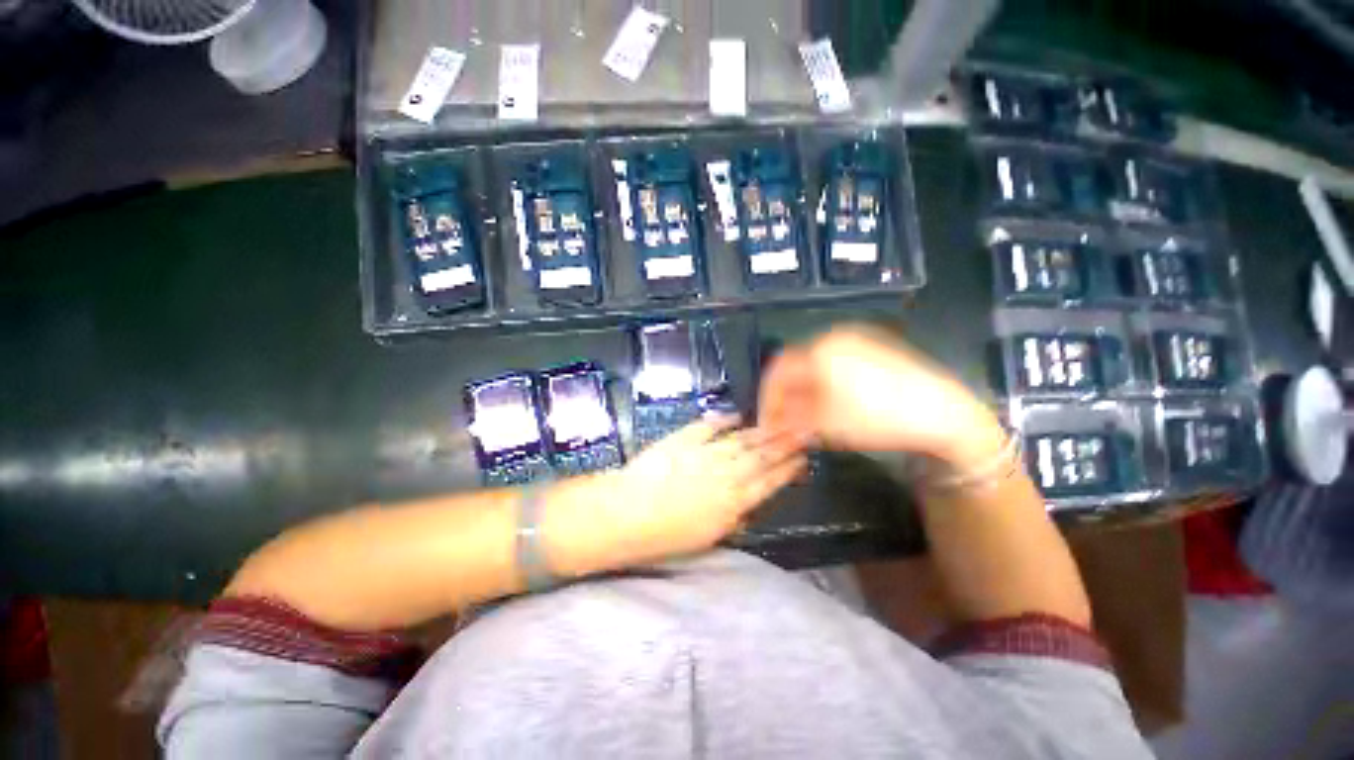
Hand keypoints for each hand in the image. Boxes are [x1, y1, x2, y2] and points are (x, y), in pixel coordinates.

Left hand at [550, 416, 806, 570]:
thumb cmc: (663, 536)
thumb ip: (732, 522)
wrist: (626, 513)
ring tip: (779, 422)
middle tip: (803, 431)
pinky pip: (708, 425)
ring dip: (761, 431)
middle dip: (785, 444)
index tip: (803, 459)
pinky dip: (723, 419)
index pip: (768, 482)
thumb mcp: (705, 540)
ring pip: (740, 440)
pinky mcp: (684, 439)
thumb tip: (748, 508)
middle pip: (761, 456)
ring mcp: (704, 453)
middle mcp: (725, 474)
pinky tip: (736, 415)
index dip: (788, 470)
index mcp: (732, 503)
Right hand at [758, 324, 1005, 468]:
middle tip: (786, 420)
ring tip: (806, 415)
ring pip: (814, 365)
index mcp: (818, 351)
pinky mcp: (873, 348)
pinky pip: (835, 364)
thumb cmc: (877, 417)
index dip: (767, 397)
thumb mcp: (826, 424)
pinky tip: (830, 403)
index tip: (767, 420)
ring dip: (804, 390)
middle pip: (795, 366)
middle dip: (785, 394)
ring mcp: (855, 341)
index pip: (777, 371)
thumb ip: (790, 420)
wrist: (941, 412)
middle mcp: (832, 338)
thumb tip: (771, 423)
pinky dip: (824, 383)